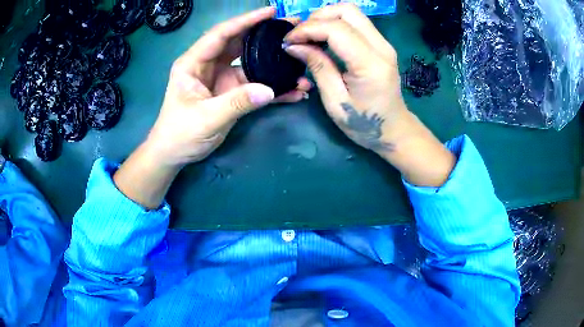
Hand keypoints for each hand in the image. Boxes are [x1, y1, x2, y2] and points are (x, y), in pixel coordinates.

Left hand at [147, 7, 310, 166]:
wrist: (175, 154)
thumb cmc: (179, 134)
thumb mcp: (205, 118)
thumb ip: (236, 103)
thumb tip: (270, 90)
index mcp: (194, 63)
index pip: (221, 34)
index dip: (245, 21)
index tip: (271, 12)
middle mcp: (209, 65)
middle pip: (239, 43)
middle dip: (264, 35)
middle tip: (291, 29)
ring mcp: (222, 79)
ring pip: (251, 63)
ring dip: (273, 63)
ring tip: (299, 59)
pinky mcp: (232, 93)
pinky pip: (255, 86)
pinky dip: (273, 88)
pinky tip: (293, 90)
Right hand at [285, 4, 454, 186]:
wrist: (394, 129)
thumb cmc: (364, 123)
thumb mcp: (335, 101)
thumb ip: (318, 67)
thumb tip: (294, 45)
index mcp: (370, 64)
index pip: (336, 29)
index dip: (308, 29)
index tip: (288, 41)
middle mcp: (381, 46)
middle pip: (347, 10)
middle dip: (317, 17)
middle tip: (301, 36)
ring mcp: (384, 43)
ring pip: (352, 12)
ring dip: (326, 18)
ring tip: (310, 36)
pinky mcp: (381, 44)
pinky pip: (356, 22)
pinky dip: (336, 24)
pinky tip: (324, 38)